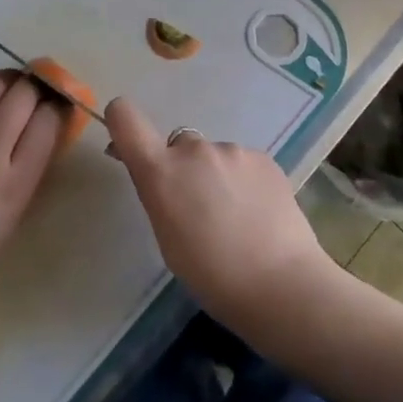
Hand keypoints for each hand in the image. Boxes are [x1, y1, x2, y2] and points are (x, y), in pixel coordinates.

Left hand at [0, 71, 65, 323]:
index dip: (58, 108)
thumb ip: (30, 174)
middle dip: (37, 87)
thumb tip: (45, 136)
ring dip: (8, 81)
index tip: (59, 108)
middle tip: (38, 90)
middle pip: (22, 96)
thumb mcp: (12, 219)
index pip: (47, 123)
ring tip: (12, 85)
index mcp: (15, 184)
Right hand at [105, 97, 334, 328]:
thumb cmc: (212, 275)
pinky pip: (242, 164)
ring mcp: (233, 150)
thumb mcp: (167, 238)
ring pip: (214, 157)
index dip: (122, 121)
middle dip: (182, 168)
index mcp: (161, 171)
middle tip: (199, 208)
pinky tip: (258, 214)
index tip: (128, 143)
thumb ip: (159, 195)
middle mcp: (194, 150)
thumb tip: (158, 175)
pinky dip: (244, 182)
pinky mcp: (265, 157)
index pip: (126, 118)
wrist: (280, 283)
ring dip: (216, 176)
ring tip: (236, 218)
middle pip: (178, 145)